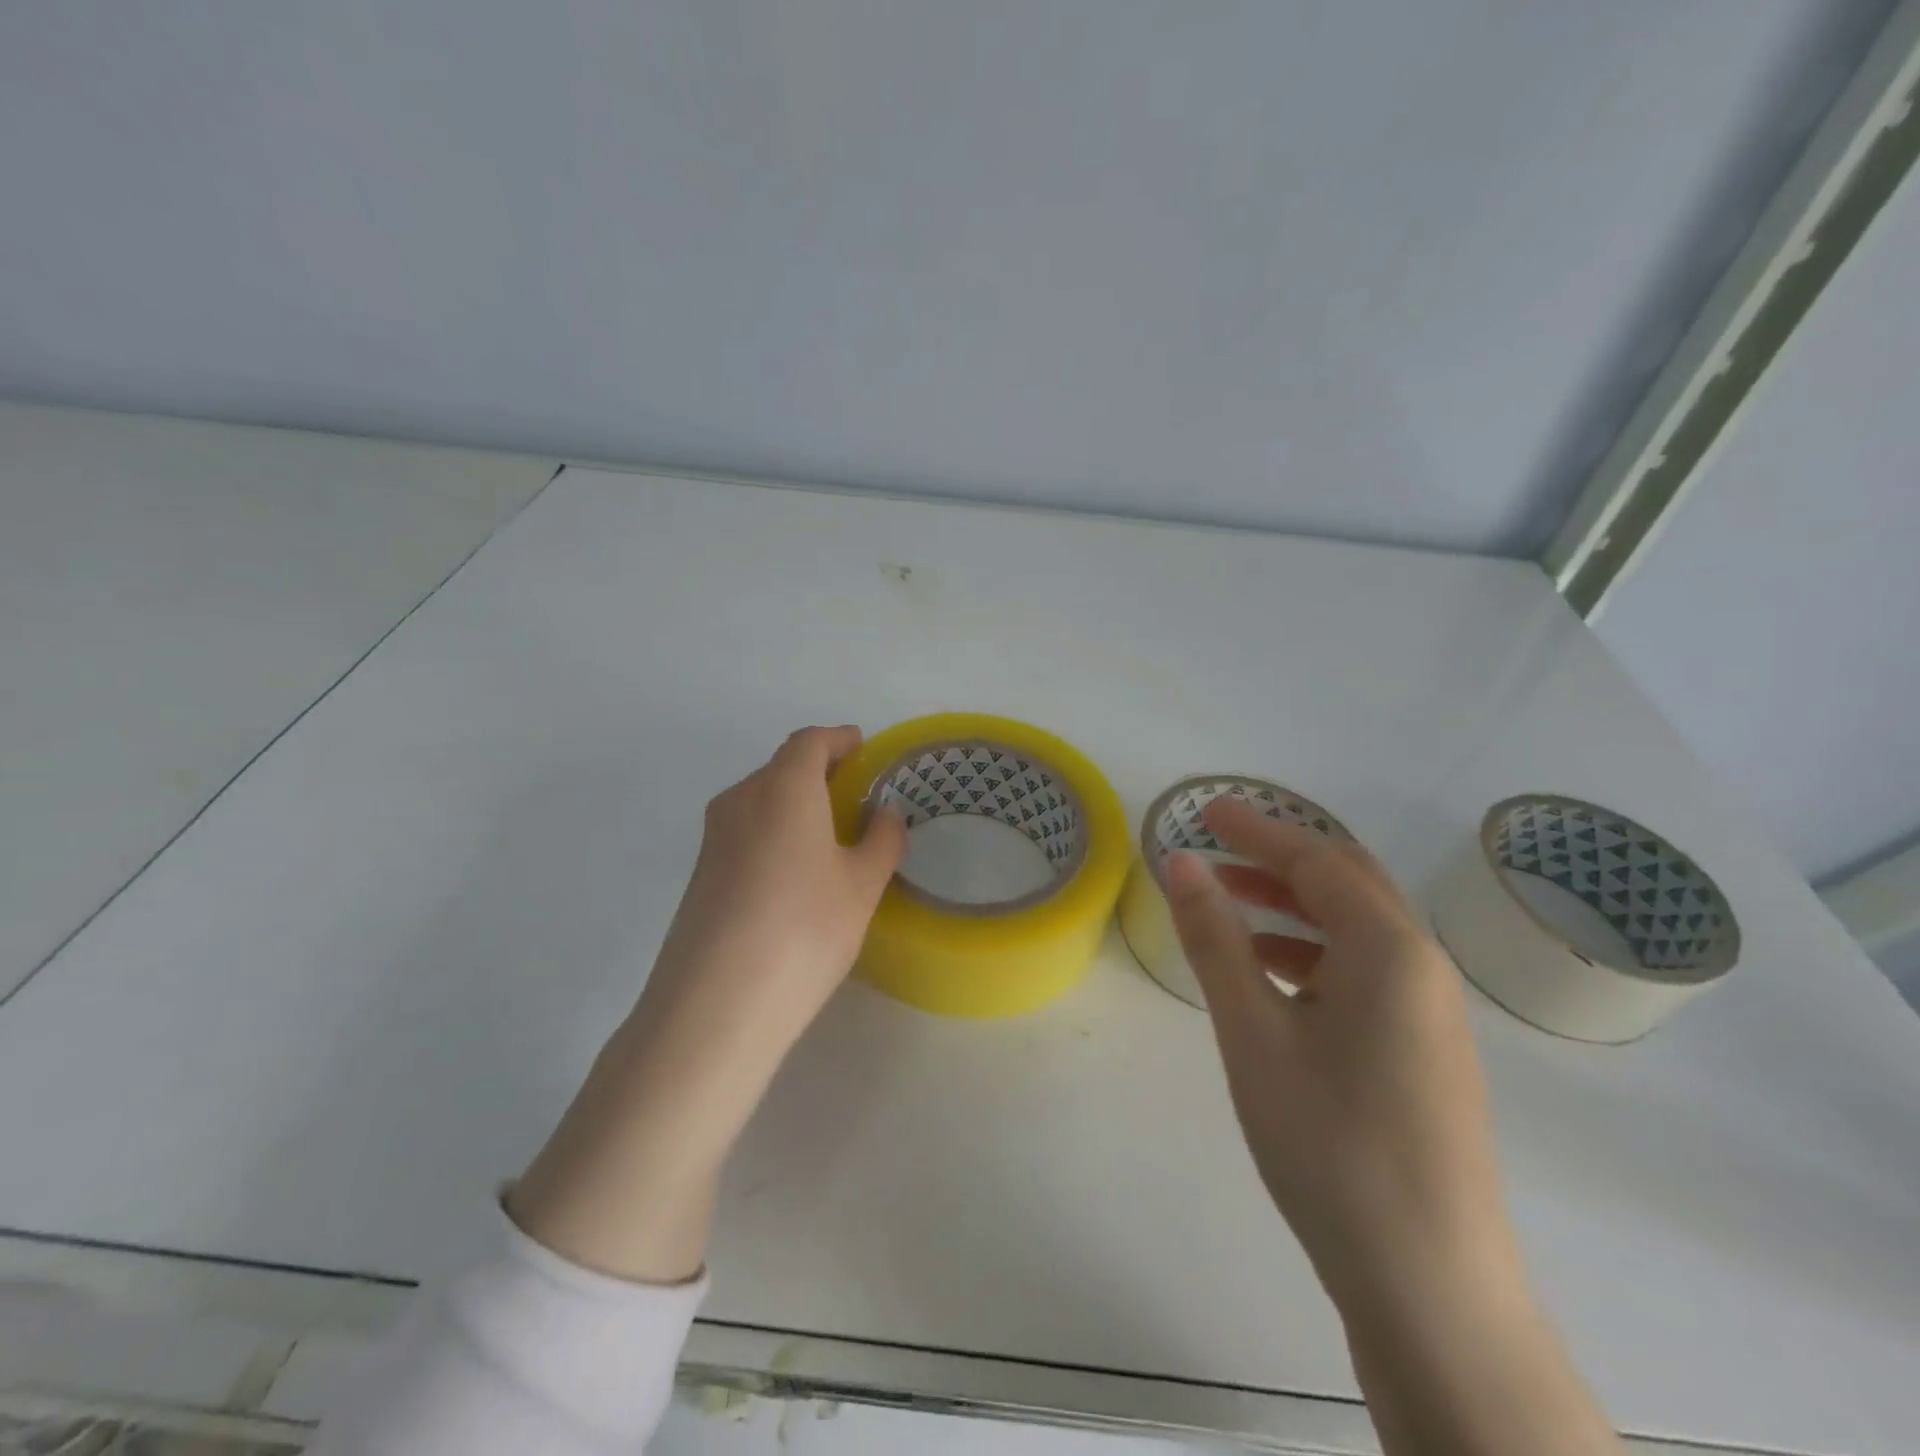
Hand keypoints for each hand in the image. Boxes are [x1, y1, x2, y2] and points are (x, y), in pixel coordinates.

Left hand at [640, 724, 906, 1064]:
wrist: (715, 1004)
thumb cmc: (804, 929)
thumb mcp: (861, 886)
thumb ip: (881, 840)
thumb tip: (886, 813)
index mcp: (783, 788)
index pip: (810, 742)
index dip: (838, 739)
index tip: (863, 748)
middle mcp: (741, 799)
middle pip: (782, 768)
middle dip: (819, 771)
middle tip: (856, 795)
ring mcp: (713, 836)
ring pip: (761, 800)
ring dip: (796, 803)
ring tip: (831, 834)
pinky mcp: (701, 872)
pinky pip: (745, 831)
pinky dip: (775, 831)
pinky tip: (796, 871)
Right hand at [1164, 799, 1509, 1305]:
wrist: (1430, 1286)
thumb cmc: (1331, 1143)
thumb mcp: (1254, 1032)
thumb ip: (1216, 939)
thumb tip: (1181, 862)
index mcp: (1390, 949)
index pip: (1316, 859)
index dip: (1257, 829)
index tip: (1204, 810)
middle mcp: (1422, 967)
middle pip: (1347, 882)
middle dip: (1278, 856)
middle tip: (1215, 845)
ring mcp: (1429, 1012)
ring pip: (1356, 928)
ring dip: (1293, 903)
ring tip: (1228, 903)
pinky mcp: (1422, 1051)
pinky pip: (1364, 969)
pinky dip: (1311, 949)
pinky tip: (1269, 974)